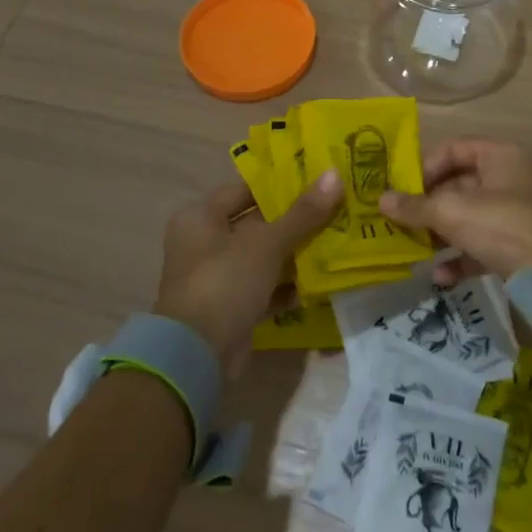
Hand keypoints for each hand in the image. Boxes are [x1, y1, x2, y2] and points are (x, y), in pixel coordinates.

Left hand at [155, 169, 341, 365]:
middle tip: (334, 208)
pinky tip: (319, 282)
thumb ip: (303, 213)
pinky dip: (286, 286)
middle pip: (255, 224)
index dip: (278, 184)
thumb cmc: (225, 282)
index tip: (315, 179)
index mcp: (200, 217)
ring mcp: (216, 278)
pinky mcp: (230, 309)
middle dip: (293, 220)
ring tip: (335, 241)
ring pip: (262, 257)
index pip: (243, 189)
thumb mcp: (267, 243)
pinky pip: (263, 288)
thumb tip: (335, 174)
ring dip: (293, 254)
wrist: (196, 356)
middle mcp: (203, 244)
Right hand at [378, 139, 531, 286]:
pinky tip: (441, 276)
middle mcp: (509, 179)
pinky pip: (481, 246)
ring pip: (467, 218)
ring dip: (440, 234)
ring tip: (414, 250)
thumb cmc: (504, 226)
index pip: (454, 149)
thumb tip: (381, 200)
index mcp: (500, 156)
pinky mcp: (518, 247)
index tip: (403, 191)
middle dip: (428, 206)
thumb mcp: (453, 212)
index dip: (426, 167)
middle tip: (399, 223)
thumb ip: (416, 207)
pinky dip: (460, 258)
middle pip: (458, 185)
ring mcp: (515, 214)